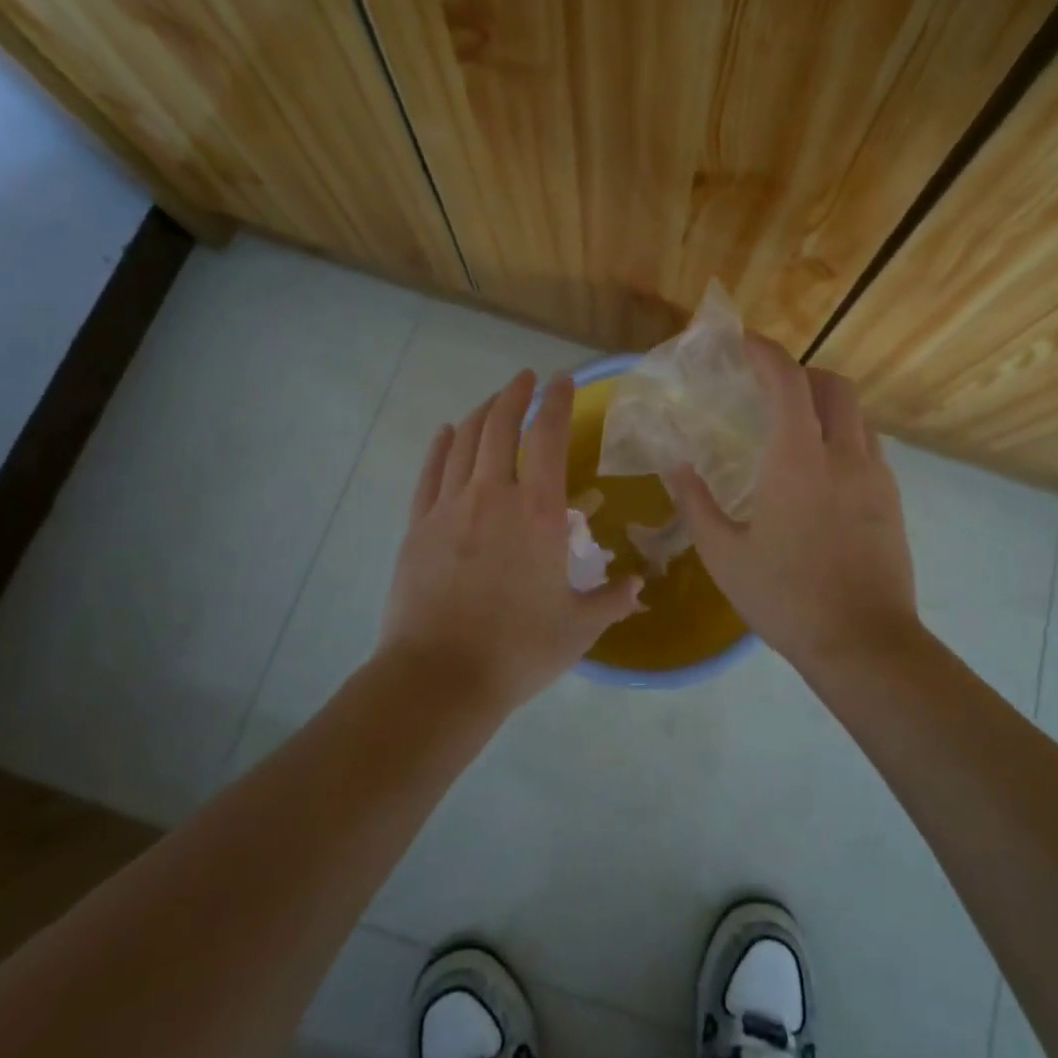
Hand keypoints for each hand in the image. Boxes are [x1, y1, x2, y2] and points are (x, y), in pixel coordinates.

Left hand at [380, 370, 642, 710]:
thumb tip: (639, 586)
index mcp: (538, 512)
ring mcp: (449, 507)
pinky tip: (445, 433)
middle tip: (526, 378)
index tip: (562, 381)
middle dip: (515, 394)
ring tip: (494, 400)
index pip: (548, 436)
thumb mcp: (578, 627)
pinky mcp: (418, 526)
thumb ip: (612, 600)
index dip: (556, 402)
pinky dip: (440, 446)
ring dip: (481, 412)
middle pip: (500, 425)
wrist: (439, 678)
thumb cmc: (518, 650)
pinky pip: (429, 472)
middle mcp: (493, 495)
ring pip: (463, 441)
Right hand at [673, 337, 917, 674]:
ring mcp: (875, 475)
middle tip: (770, 388)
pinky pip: (869, 444)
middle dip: (802, 372)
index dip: (765, 352)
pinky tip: (822, 469)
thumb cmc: (786, 597)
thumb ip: (697, 503)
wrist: (864, 643)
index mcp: (798, 460)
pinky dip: (844, 435)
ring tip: (796, 426)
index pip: (788, 381)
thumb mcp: (724, 555)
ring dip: (826, 403)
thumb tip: (677, 465)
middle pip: (834, 384)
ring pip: (857, 413)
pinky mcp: (892, 498)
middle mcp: (843, 454)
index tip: (743, 342)